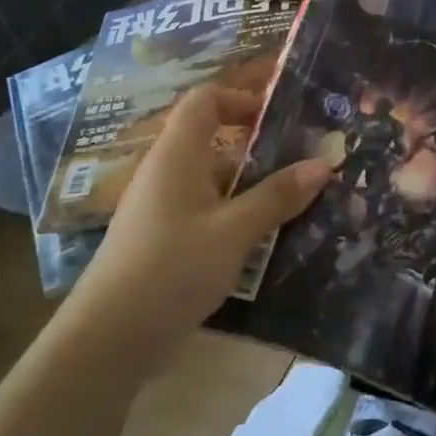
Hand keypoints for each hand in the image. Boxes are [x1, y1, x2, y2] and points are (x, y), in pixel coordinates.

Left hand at [65, 84, 330, 366]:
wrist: (111, 336)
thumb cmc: (172, 267)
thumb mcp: (234, 231)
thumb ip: (277, 196)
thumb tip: (324, 163)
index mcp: (177, 155)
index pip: (205, 100)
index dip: (241, 99)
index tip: (280, 117)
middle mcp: (167, 172)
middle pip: (213, 140)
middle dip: (259, 147)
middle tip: (304, 159)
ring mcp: (163, 208)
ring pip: (214, 181)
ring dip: (252, 186)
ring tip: (298, 199)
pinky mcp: (165, 240)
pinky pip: (207, 211)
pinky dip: (237, 215)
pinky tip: (267, 238)